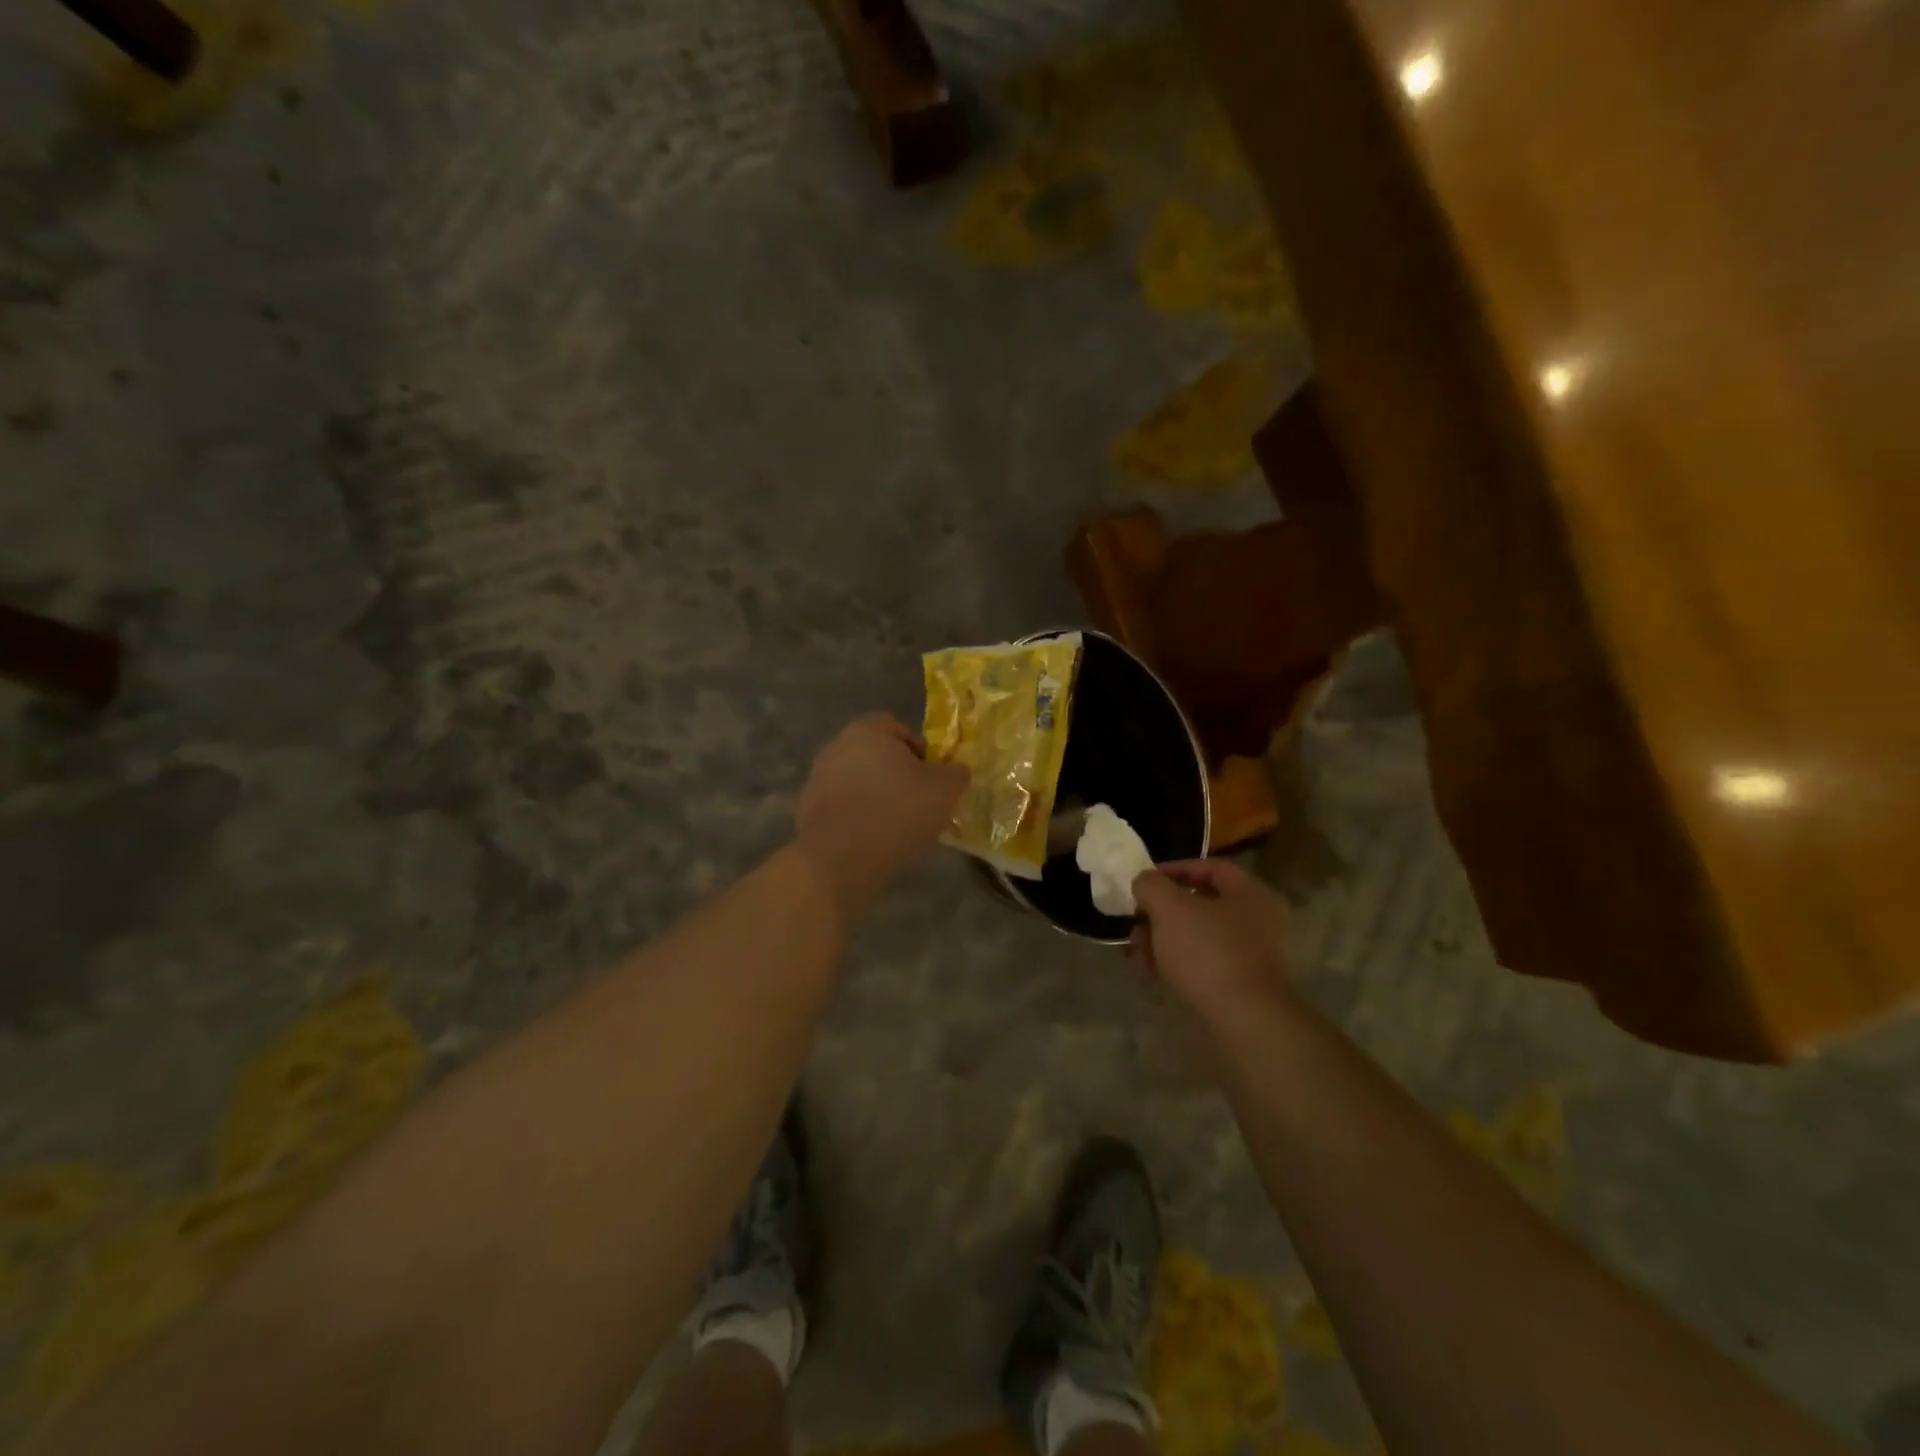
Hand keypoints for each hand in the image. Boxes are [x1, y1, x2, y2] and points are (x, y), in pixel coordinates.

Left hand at [794, 714, 968, 919]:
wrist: (839, 860)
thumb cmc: (897, 813)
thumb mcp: (945, 791)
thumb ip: (956, 773)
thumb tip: (956, 770)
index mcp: (869, 731)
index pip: (899, 729)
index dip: (920, 752)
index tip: (932, 780)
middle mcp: (838, 745)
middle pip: (877, 755)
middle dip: (898, 776)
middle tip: (919, 804)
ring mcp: (818, 777)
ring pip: (859, 781)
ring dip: (877, 797)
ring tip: (898, 827)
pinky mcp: (808, 809)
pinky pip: (843, 807)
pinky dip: (858, 818)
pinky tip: (873, 841)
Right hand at [1131, 859, 1295, 1022]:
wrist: (1244, 1023)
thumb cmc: (1208, 953)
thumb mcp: (1169, 909)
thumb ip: (1151, 885)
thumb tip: (1143, 881)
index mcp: (1251, 894)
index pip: (1211, 868)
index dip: (1174, 869)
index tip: (1143, 880)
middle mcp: (1258, 922)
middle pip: (1201, 904)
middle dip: (1162, 911)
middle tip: (1136, 920)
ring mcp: (1252, 957)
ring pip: (1198, 937)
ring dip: (1164, 939)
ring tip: (1137, 952)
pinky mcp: (1241, 987)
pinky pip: (1204, 964)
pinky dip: (1177, 964)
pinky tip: (1152, 974)